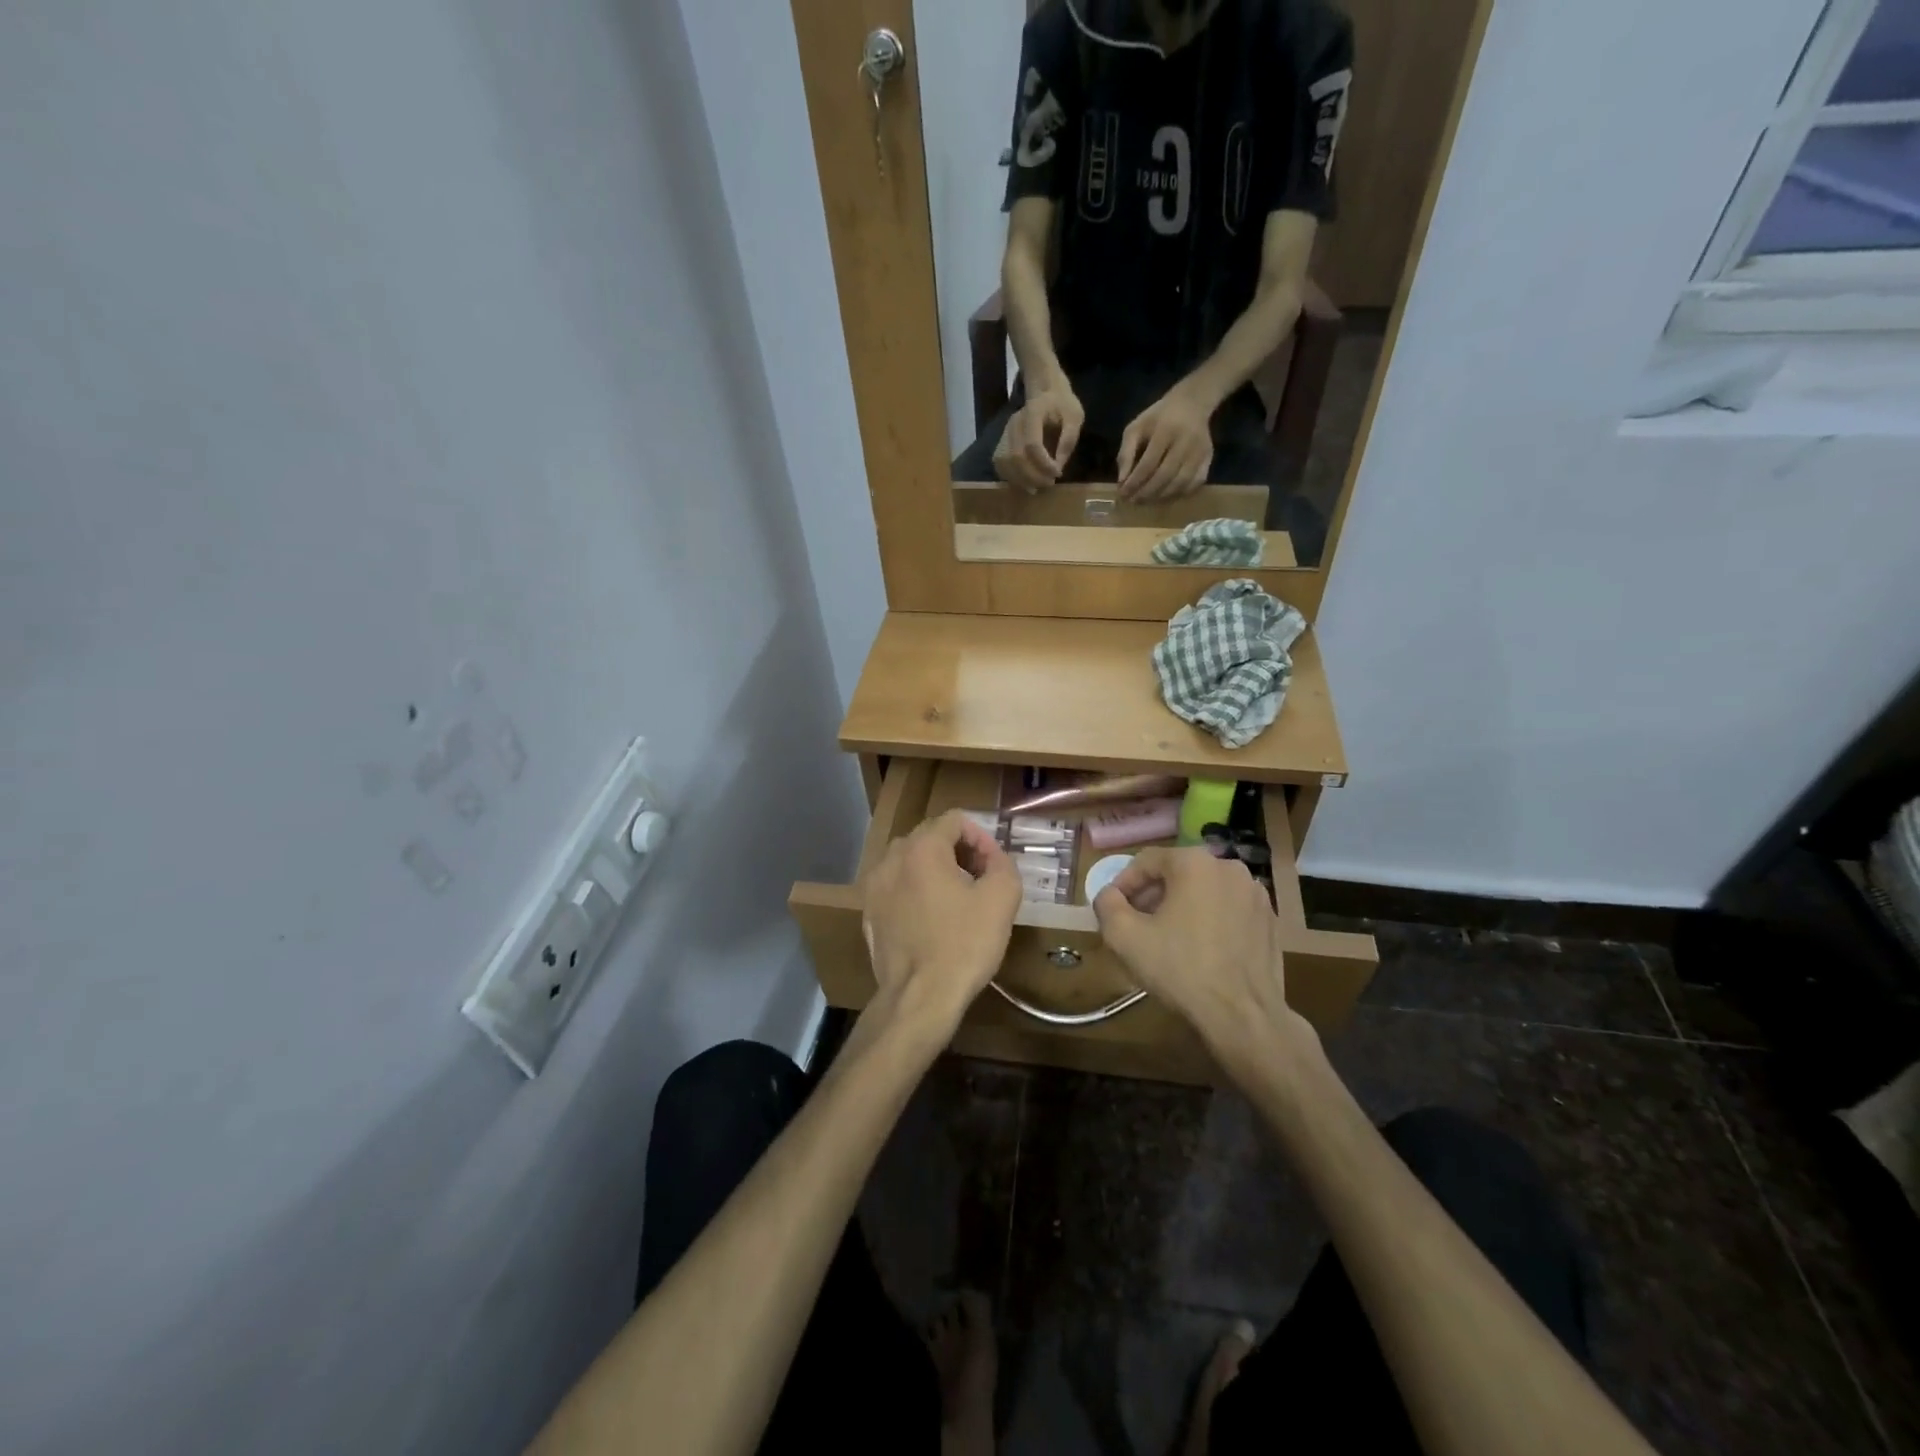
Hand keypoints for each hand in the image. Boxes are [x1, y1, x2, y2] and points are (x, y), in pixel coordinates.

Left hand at [860, 810, 1021, 1035]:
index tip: (993, 866)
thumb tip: (992, 857)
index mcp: (922, 848)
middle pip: (929, 837)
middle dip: (957, 851)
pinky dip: (915, 892)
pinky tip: (932, 921)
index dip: (980, 837)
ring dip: (935, 870)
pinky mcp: (868, 914)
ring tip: (956, 899)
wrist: (919, 998)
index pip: (954, 819)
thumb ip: (1002, 863)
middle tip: (979, 879)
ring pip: (909, 862)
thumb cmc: (963, 944)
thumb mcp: (1002, 898)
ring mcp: (874, 887)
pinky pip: (896, 888)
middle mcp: (891, 859)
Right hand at [993, 380, 1084, 491]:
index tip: (1058, 473)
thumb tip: (1059, 466)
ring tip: (1037, 487)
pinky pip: (1000, 465)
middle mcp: (1014, 423)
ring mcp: (1004, 433)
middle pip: (1016, 457)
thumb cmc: (1062, 404)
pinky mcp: (1001, 442)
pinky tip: (1025, 483)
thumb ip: (1068, 440)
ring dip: (1020, 480)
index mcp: (1032, 413)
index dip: (1044, 464)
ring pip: (1005, 463)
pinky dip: (1011, 477)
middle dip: (1033, 476)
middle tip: (1049, 483)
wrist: (1045, 392)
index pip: (1032, 444)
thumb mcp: (1075, 416)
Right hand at [1092, 847, 1298, 1068]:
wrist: (1243, 1015)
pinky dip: (1210, 920)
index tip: (1113, 909)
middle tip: (1137, 924)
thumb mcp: (1125, 937)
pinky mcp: (1270, 920)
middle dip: (1153, 895)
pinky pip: (1228, 910)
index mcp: (1195, 863)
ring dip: (1181, 907)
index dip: (1124, 883)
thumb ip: (1107, 905)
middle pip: (1178, 873)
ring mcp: (1256, 894)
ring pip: (1205, 891)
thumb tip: (1109, 895)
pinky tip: (1200, 950)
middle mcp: (1229, 868)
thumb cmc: (1180, 969)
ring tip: (1168, 938)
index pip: (1147, 861)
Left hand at [1117, 383, 1214, 500]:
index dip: (1134, 483)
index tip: (1122, 494)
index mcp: (1165, 431)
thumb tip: (1122, 481)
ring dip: (1160, 497)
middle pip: (1164, 476)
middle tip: (1133, 501)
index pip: (1147, 464)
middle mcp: (1185, 442)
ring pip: (1180, 483)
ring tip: (1146, 500)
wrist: (1192, 403)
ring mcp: (1200, 452)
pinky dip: (1178, 494)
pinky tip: (1165, 495)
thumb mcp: (1136, 427)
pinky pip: (1194, 483)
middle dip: (1146, 493)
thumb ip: (1126, 453)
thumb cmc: (1158, 417)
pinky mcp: (1208, 458)